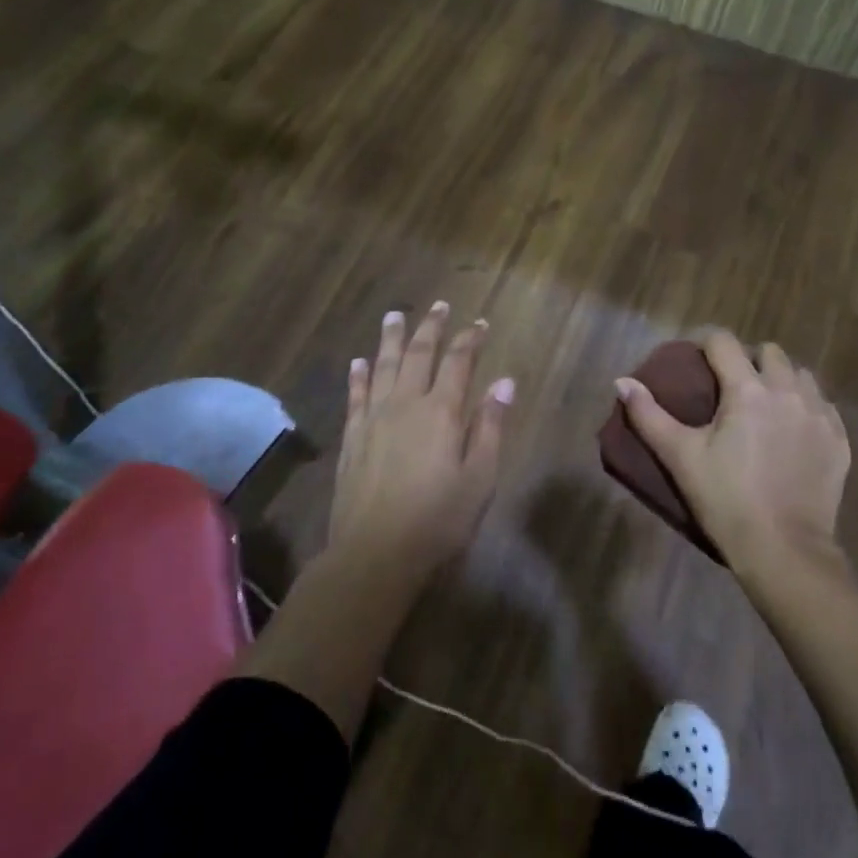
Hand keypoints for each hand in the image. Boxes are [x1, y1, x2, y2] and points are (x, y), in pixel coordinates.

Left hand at [329, 302, 513, 575]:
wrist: (374, 553)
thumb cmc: (438, 520)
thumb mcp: (479, 478)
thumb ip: (490, 426)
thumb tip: (504, 382)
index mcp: (441, 411)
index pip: (459, 362)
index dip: (470, 339)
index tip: (479, 322)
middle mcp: (406, 404)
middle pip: (419, 354)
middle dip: (431, 327)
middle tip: (438, 304)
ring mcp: (373, 418)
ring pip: (384, 366)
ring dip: (392, 338)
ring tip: (394, 315)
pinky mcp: (352, 437)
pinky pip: (355, 395)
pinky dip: (359, 375)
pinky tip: (359, 361)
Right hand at [615, 331, 849, 575]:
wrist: (785, 551)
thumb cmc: (726, 500)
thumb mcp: (680, 457)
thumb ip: (648, 415)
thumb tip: (621, 381)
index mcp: (747, 389)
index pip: (724, 342)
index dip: (707, 344)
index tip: (696, 361)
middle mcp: (788, 391)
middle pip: (769, 352)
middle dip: (749, 359)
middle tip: (731, 385)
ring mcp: (819, 415)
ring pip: (801, 375)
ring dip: (781, 380)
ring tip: (766, 405)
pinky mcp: (839, 440)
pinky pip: (823, 405)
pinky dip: (806, 407)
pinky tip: (793, 430)